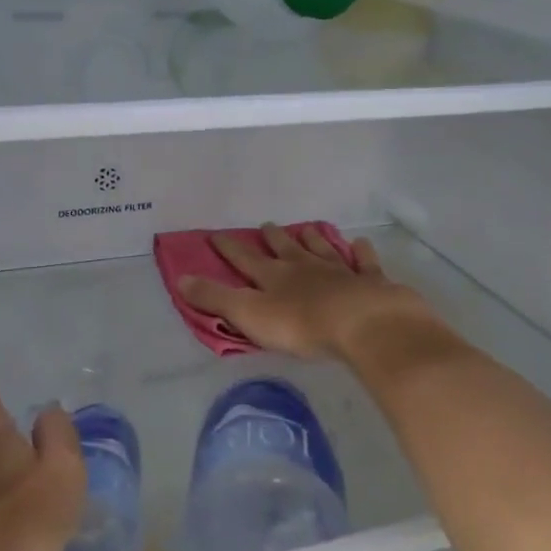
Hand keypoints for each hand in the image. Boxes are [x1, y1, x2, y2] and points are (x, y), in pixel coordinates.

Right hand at [177, 224, 439, 359]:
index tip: (216, 234)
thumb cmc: (301, 325)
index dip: (229, 248)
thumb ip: (216, 298)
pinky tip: (361, 244)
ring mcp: (340, 271)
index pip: (245, 259)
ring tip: (306, 229)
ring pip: (322, 250)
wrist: (362, 323)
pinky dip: (361, 253)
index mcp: (274, 277)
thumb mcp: (250, 314)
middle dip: (274, 238)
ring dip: (312, 239)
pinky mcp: (370, 282)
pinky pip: (364, 263)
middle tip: (267, 225)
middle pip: (286, 249)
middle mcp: (304, 267)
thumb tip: (181, 278)